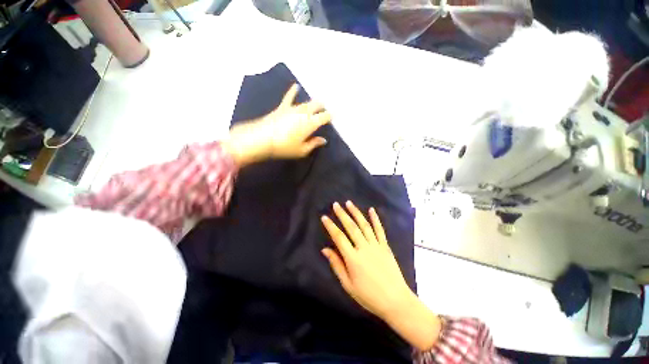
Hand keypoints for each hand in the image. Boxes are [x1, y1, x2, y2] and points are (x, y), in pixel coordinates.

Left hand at [223, 84, 331, 166]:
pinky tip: (296, 86)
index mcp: (310, 123)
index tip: (333, 117)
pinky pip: (289, 97)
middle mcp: (303, 112)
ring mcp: (292, 108)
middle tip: (324, 111)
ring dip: (312, 103)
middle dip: (322, 107)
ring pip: (306, 102)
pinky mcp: (282, 107)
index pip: (324, 116)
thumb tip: (323, 140)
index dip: (330, 116)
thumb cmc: (284, 147)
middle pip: (316, 105)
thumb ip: (314, 144)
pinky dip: (293, 91)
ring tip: (316, 104)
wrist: (262, 139)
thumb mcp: (302, 150)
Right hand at [321, 201, 441, 350]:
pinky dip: (375, 219)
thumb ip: (337, 265)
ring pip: (364, 225)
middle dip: (342, 214)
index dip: (330, 226)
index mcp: (353, 258)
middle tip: (335, 204)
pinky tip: (371, 210)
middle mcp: (364, 248)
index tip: (324, 217)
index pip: (339, 237)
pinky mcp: (385, 246)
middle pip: (351, 227)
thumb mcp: (348, 285)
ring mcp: (376, 245)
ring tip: (349, 203)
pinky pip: (379, 230)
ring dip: (356, 213)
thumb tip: (325, 249)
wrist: (395, 301)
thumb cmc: (369, 296)